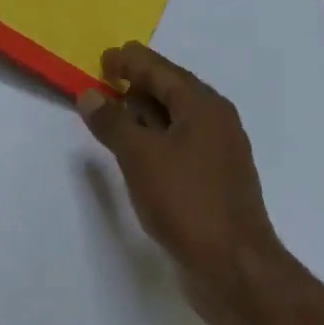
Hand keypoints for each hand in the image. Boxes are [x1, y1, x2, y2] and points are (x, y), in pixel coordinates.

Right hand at [77, 43, 295, 324]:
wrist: (232, 265)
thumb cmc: (186, 202)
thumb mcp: (141, 157)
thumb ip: (113, 122)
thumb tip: (91, 95)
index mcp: (203, 107)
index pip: (161, 70)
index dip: (130, 62)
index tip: (102, 59)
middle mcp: (216, 123)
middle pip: (171, 92)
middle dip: (137, 87)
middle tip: (102, 87)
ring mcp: (218, 155)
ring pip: (175, 123)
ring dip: (144, 117)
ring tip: (113, 118)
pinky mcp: (213, 183)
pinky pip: (179, 149)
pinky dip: (155, 144)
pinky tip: (137, 157)